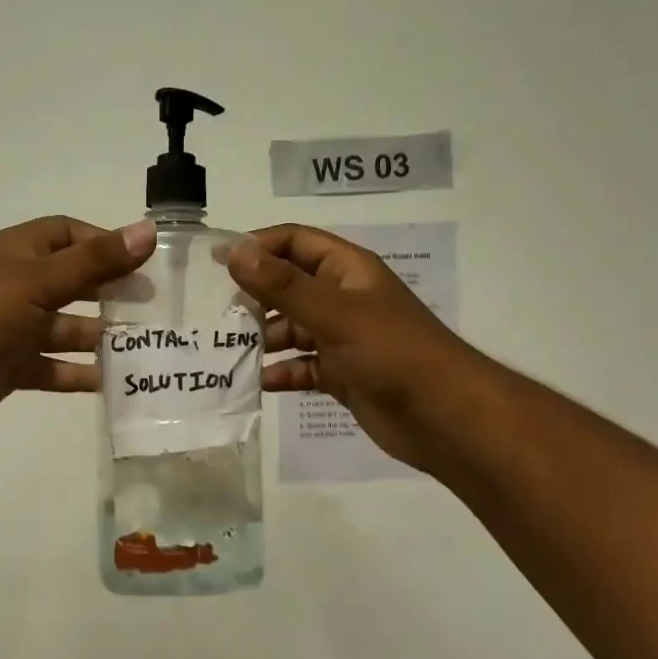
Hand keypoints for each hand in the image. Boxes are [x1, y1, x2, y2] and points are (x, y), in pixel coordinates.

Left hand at [0, 216, 156, 446]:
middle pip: (73, 283)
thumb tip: (148, 231)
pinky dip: (77, 374)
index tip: (141, 262)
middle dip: (109, 294)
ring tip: (142, 351)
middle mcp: (18, 285)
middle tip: (152, 310)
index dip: (104, 243)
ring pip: (65, 329)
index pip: (68, 234)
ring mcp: (12, 328)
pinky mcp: (9, 367)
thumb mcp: (41, 281)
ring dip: (99, 339)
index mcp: (21, 252)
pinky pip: (52, 368)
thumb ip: (96, 262)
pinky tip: (111, 385)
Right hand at [228, 224, 465, 474]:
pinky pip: (302, 366)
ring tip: (226, 350)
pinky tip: (257, 383)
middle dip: (254, 296)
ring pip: (292, 329)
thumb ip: (283, 285)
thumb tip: (235, 253)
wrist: (444, 417)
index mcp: (347, 270)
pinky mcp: (342, 374)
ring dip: (263, 338)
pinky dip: (281, 372)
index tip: (216, 261)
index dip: (257, 245)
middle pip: (288, 286)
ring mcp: (342, 338)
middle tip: (213, 312)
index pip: (294, 242)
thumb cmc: (392, 352)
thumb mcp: (334, 312)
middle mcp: (343, 298)